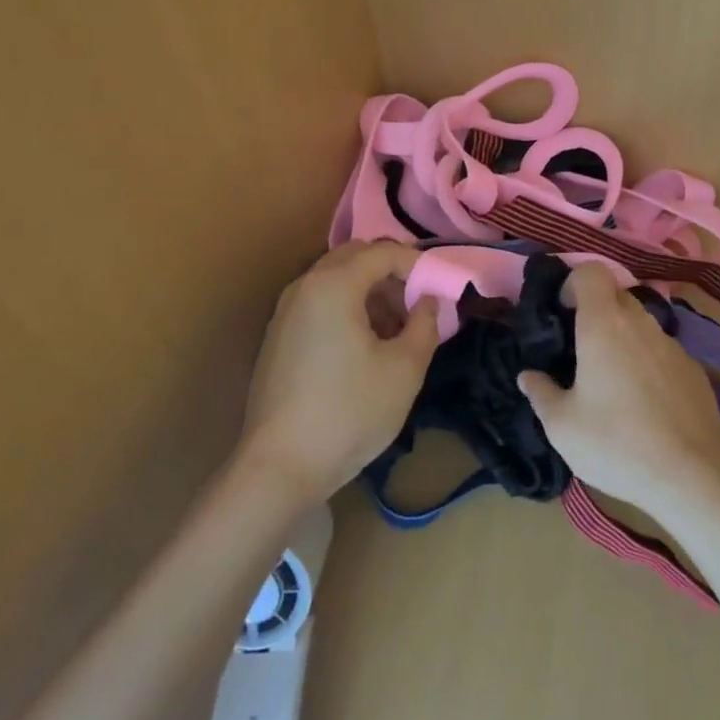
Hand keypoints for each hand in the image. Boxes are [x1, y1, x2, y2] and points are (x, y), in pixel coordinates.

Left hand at [238, 241, 440, 503]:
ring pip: (336, 279)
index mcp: (334, 284)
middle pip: (356, 257)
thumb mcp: (404, 370)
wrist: (278, 468)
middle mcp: (305, 286)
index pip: (384, 251)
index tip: (441, 288)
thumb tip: (428, 302)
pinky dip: (347, 308)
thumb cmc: (348, 413)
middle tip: (417, 304)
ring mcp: (285, 311)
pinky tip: (364, 348)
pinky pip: (319, 302)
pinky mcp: (278, 337)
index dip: (418, 264)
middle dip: (391, 273)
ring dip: (370, 291)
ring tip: (396, 330)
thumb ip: (426, 325)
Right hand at [517, 261, 719, 520]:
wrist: (692, 476)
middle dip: (597, 311)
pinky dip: (648, 362)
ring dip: (624, 337)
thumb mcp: (563, 427)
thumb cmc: (616, 443)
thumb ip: (541, 394)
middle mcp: (640, 323)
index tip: (563, 311)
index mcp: (604, 324)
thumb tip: (528, 376)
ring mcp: (672, 344)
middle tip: (581, 348)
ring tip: (613, 380)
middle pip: (616, 295)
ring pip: (641, 323)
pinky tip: (645, 402)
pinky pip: (663, 351)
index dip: (574, 283)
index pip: (592, 271)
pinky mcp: (694, 369)